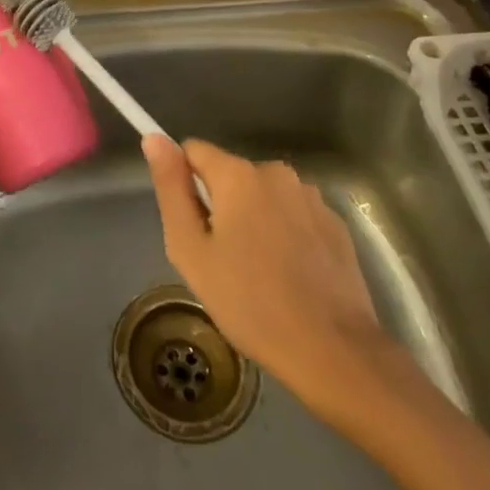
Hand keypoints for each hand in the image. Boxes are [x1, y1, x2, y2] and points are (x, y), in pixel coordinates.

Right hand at [142, 136, 396, 426]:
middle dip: (220, 205)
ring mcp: (311, 197)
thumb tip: (153, 139)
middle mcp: (277, 172)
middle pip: (231, 175)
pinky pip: (294, 216)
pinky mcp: (336, 224)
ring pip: (264, 196)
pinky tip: (289, 277)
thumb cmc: (249, 301)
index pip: (193, 151)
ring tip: (257, 272)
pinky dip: (285, 235)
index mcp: (238, 174)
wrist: (333, 351)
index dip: (183, 182)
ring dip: (254, 219)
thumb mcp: (190, 249)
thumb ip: (170, 189)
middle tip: (220, 257)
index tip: (189, 223)